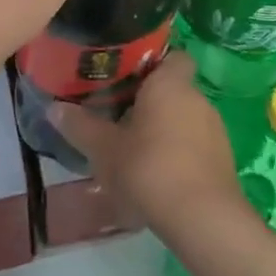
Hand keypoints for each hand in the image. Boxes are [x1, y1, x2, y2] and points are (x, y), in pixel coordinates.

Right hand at [50, 52, 245, 241]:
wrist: (202, 218)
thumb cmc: (149, 169)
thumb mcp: (104, 149)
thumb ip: (80, 126)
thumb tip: (53, 107)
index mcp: (170, 84)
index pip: (173, 56)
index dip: (153, 64)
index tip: (128, 77)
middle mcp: (197, 98)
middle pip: (173, 90)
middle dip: (149, 102)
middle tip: (119, 117)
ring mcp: (215, 129)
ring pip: (184, 119)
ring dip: (163, 130)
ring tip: (134, 152)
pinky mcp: (223, 159)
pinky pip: (195, 145)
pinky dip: (178, 154)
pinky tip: (157, 178)